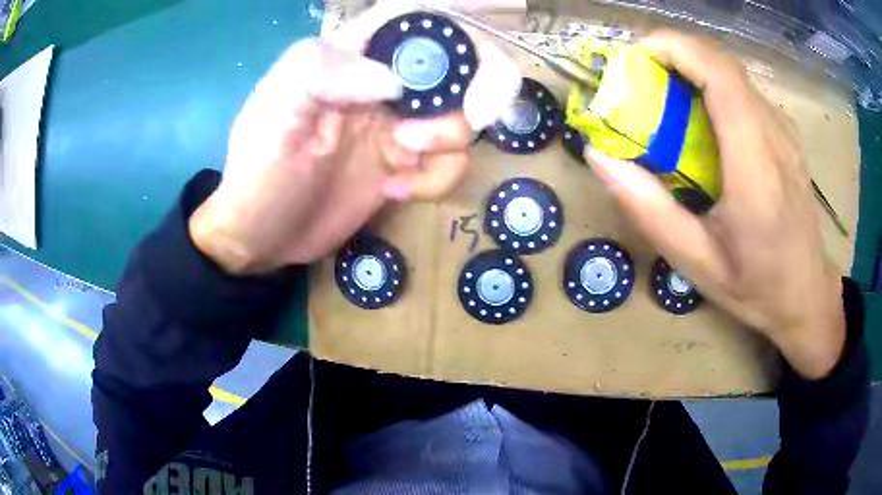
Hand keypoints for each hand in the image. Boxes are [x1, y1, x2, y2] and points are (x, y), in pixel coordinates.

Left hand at [189, 2, 520, 274]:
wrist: (261, 238)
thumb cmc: (257, 175)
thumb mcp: (271, 113)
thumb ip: (321, 71)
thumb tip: (393, 81)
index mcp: (350, 58)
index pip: (414, 23)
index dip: (454, 36)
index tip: (465, 72)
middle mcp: (381, 84)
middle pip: (459, 65)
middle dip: (479, 89)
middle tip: (472, 116)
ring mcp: (397, 126)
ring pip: (461, 118)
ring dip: (448, 143)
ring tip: (401, 166)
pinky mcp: (404, 166)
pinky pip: (449, 163)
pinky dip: (438, 180)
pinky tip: (396, 193)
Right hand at [586, 31, 845, 379]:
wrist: (806, 293)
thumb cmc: (756, 285)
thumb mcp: (695, 261)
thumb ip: (648, 208)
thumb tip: (600, 157)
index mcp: (754, 166)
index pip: (718, 74)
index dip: (674, 47)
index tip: (635, 57)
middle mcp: (774, 134)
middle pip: (722, 61)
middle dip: (674, 52)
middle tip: (639, 76)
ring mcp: (783, 130)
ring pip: (732, 71)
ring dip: (692, 67)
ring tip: (664, 95)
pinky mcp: (785, 133)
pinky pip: (743, 90)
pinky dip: (713, 84)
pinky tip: (701, 117)